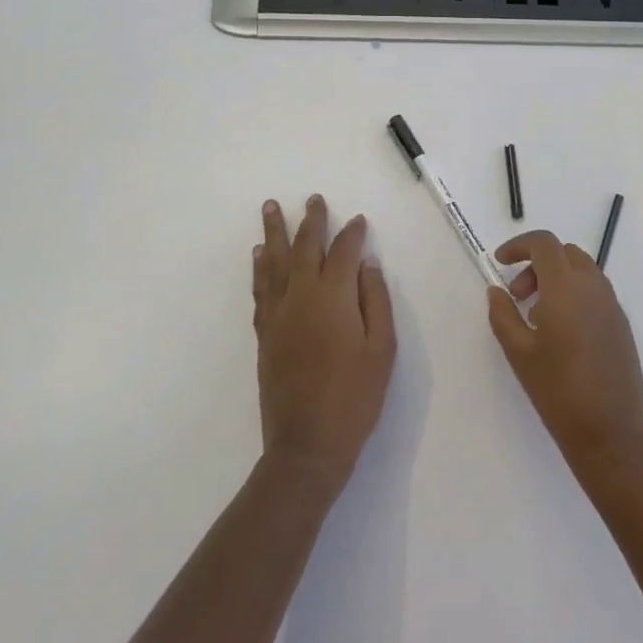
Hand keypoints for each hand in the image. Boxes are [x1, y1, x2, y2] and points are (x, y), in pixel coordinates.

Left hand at [253, 195, 396, 487]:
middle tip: (313, 199)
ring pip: (276, 262)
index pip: (344, 252)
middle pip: (305, 247)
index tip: (359, 220)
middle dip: (311, 221)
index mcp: (334, 297)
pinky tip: (260, 255)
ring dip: (274, 233)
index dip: (352, 233)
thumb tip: (367, 264)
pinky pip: (260, 289)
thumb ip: (375, 301)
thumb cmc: (355, 396)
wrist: (308, 443)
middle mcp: (302, 296)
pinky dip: (260, 267)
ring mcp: (279, 313)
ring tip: (271, 208)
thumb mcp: (382, 349)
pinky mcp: (265, 332)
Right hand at [486, 230, 642, 468]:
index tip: (500, 262)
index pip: (544, 243)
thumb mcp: (519, 352)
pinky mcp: (621, 324)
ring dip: (556, 278)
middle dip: (536, 264)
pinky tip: (561, 332)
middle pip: (564, 253)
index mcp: (567, 287)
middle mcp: (594, 287)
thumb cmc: (557, 390)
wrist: (610, 432)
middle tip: (518, 296)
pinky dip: (574, 294)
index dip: (519, 245)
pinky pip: (595, 292)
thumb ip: (503, 314)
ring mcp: (612, 305)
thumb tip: (497, 291)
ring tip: (537, 316)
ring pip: (582, 270)